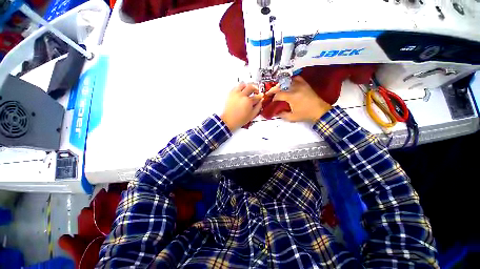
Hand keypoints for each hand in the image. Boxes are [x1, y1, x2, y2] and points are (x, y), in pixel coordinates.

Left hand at [221, 83, 263, 131]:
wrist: (229, 120)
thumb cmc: (238, 119)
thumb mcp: (252, 115)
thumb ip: (258, 107)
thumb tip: (260, 102)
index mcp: (248, 101)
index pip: (257, 96)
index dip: (260, 96)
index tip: (261, 96)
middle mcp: (242, 95)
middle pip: (250, 87)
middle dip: (255, 88)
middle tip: (256, 91)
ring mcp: (235, 94)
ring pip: (242, 85)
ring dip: (247, 86)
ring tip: (249, 89)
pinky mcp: (230, 94)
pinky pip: (235, 87)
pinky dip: (239, 88)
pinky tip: (241, 92)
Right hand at [268, 76, 331, 122]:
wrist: (319, 111)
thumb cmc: (306, 114)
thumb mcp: (292, 117)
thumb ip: (282, 115)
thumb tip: (276, 113)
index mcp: (291, 97)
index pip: (278, 94)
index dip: (273, 98)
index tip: (272, 101)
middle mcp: (295, 88)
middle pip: (281, 86)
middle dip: (274, 90)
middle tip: (271, 93)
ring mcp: (301, 85)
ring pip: (288, 81)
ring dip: (281, 85)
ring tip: (279, 89)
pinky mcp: (305, 84)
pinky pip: (297, 78)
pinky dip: (291, 80)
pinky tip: (289, 84)